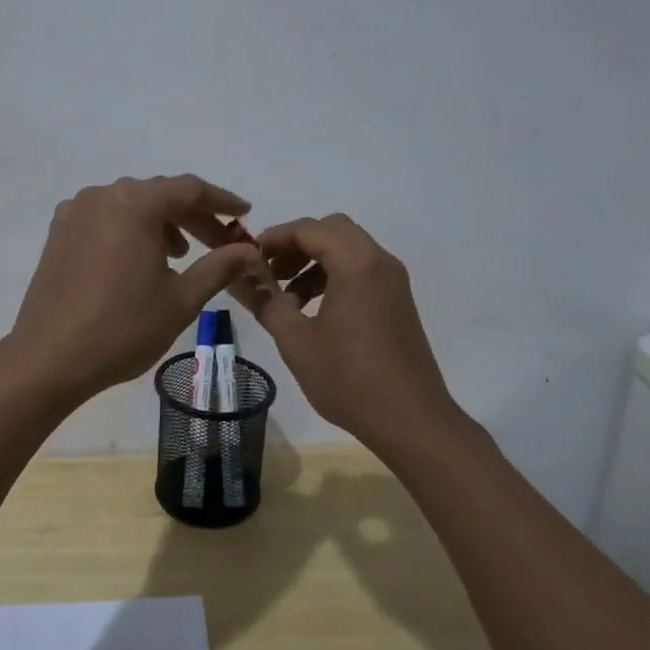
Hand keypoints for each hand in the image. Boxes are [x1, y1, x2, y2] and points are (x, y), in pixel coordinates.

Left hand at [6, 175, 268, 403]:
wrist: (49, 359)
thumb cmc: (122, 328)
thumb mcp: (182, 300)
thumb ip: (219, 267)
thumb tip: (250, 251)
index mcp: (134, 204)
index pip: (189, 189)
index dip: (222, 201)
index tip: (245, 215)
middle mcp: (103, 196)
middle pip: (159, 194)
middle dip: (193, 216)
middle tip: (219, 243)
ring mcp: (75, 212)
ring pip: (131, 205)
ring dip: (161, 222)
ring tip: (179, 255)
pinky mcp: (58, 232)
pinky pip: (105, 217)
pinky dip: (130, 229)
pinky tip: (138, 259)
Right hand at [233, 213, 459, 447]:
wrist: (412, 421)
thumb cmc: (349, 379)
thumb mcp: (296, 340)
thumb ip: (265, 300)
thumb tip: (238, 276)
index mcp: (356, 264)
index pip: (309, 229)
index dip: (274, 237)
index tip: (248, 258)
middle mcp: (379, 262)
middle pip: (332, 230)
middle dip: (296, 245)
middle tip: (269, 272)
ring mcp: (393, 281)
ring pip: (348, 249)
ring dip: (314, 261)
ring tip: (287, 298)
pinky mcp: (397, 301)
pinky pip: (361, 270)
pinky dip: (334, 276)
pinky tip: (313, 311)